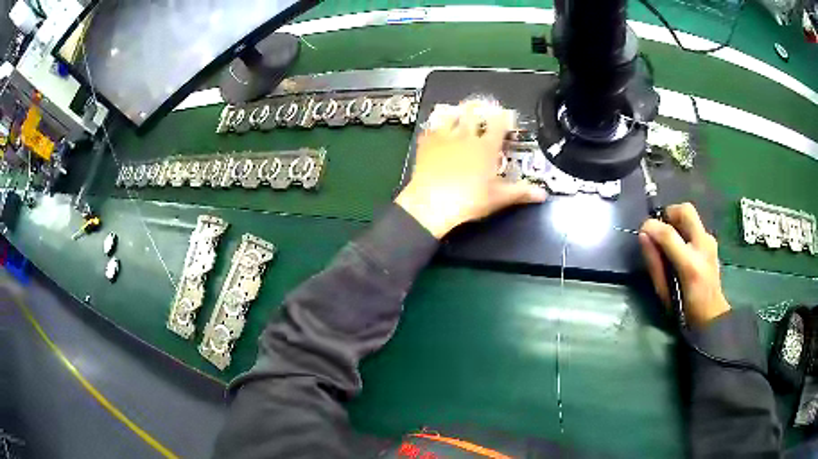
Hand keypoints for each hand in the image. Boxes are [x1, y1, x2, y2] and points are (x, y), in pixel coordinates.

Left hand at [395, 100, 547, 238]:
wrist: (432, 204)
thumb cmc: (469, 201)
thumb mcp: (499, 198)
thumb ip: (521, 192)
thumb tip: (542, 194)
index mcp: (486, 147)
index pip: (498, 124)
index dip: (503, 117)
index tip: (505, 116)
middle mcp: (466, 137)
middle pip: (473, 113)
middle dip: (478, 108)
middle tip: (480, 106)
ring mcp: (444, 138)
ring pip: (451, 116)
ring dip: (456, 113)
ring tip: (458, 112)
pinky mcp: (426, 144)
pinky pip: (430, 128)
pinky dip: (435, 126)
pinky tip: (435, 128)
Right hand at [639, 203, 730, 327]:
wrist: (711, 316)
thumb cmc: (684, 309)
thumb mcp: (663, 292)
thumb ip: (654, 262)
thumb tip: (643, 235)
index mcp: (690, 265)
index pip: (669, 234)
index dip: (652, 227)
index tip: (643, 230)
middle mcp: (703, 247)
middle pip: (685, 211)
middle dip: (669, 213)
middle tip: (659, 228)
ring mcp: (710, 242)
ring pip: (691, 215)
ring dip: (677, 221)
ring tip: (669, 239)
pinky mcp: (712, 242)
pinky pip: (695, 225)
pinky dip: (684, 229)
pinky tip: (681, 246)